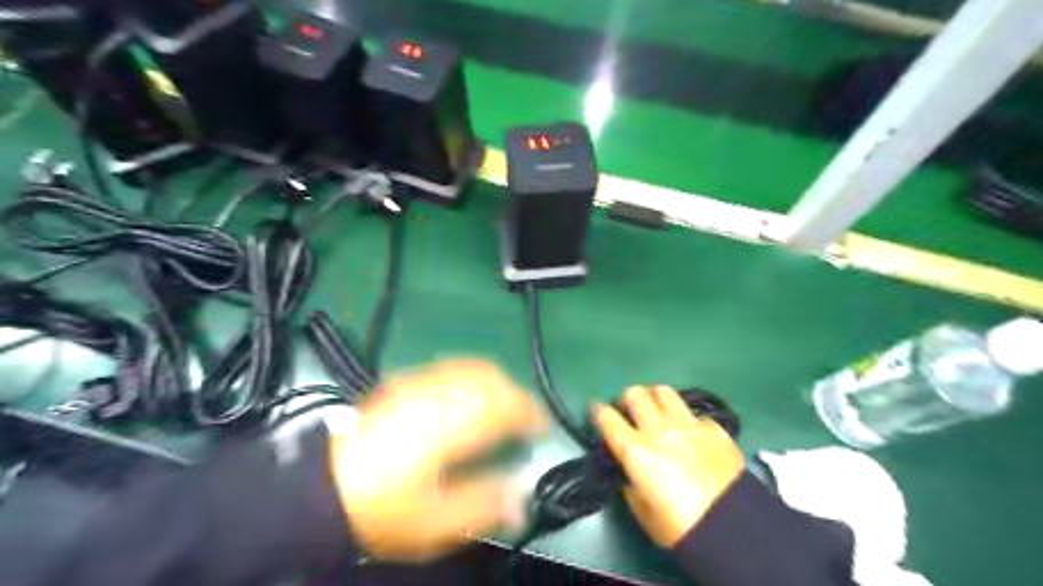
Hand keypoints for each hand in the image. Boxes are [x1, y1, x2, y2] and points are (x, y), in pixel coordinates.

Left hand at [329, 358, 548, 562]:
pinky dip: (470, 377)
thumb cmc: (381, 507)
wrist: (322, 487)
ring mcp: (418, 385)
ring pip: (470, 368)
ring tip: (503, 404)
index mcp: (451, 426)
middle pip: (489, 379)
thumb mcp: (435, 522)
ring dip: (495, 382)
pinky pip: (448, 369)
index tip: (543, 427)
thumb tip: (522, 499)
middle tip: (526, 417)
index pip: (504, 406)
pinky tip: (468, 394)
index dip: (530, 413)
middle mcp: (438, 396)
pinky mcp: (402, 384)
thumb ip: (484, 506)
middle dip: (516, 394)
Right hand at [591, 387, 746, 546]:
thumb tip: (629, 472)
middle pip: (635, 394)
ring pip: (664, 392)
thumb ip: (631, 485)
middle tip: (628, 411)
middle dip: (626, 399)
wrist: (733, 528)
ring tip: (657, 411)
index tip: (596, 411)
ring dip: (655, 398)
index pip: (607, 418)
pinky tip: (690, 432)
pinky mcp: (713, 429)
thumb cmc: (680, 527)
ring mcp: (688, 425)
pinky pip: (694, 413)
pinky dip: (687, 418)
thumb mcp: (643, 513)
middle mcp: (659, 429)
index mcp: (636, 450)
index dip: (598, 411)